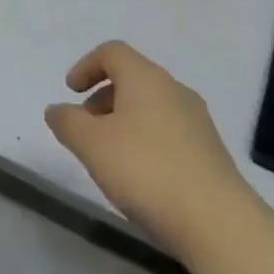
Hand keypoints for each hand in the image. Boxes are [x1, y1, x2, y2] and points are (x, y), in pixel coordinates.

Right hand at [45, 41, 253, 262]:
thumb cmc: (146, 170)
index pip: (112, 52)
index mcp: (145, 77)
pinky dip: (146, 139)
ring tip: (109, 157)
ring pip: (151, 105)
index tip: (70, 92)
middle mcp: (173, 88)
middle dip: (103, 97)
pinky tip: (141, 176)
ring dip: (124, 120)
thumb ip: (68, 122)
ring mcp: (196, 119)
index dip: (86, 66)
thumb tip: (56, 108)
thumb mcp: (92, 146)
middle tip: (85, 128)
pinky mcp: (209, 150)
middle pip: (132, 78)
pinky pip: (169, 130)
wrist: (217, 221)